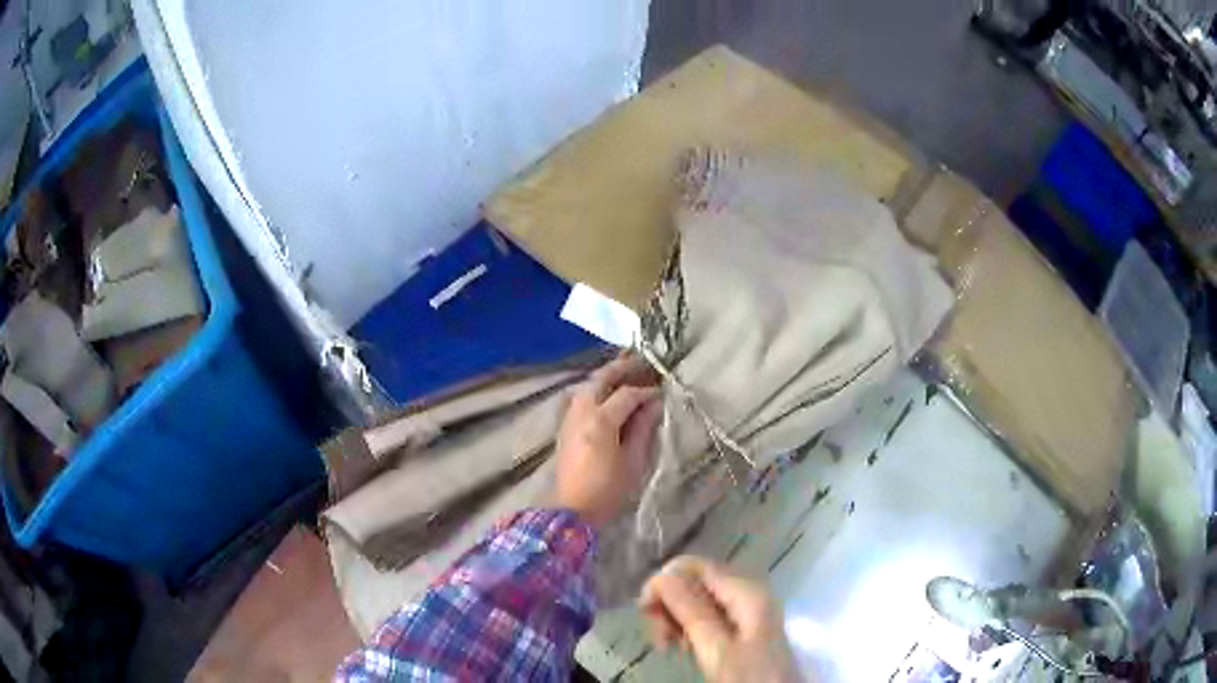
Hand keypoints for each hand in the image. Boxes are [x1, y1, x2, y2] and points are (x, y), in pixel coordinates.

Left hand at [555, 355, 662, 528]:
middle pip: (600, 380)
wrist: (572, 511)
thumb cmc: (607, 491)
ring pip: (587, 387)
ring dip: (607, 379)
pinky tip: (609, 397)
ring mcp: (569, 418)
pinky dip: (596, 391)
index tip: (663, 393)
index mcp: (600, 421)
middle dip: (621, 369)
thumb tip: (654, 405)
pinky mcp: (564, 428)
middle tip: (642, 363)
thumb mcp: (633, 462)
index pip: (627, 395)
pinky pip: (580, 399)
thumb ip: (643, 429)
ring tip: (627, 377)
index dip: (647, 391)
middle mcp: (581, 412)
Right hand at [640, 556, 802, 682]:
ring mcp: (747, 612)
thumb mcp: (716, 648)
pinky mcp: (743, 630)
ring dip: (676, 620)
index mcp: (746, 591)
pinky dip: (690, 630)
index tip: (644, 611)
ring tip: (668, 646)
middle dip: (670, 605)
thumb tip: (660, 575)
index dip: (665, 582)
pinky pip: (708, 619)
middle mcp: (748, 594)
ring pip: (699, 602)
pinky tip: (684, 648)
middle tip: (658, 637)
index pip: (696, 566)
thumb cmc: (748, 677)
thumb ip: (689, 610)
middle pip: (696, 583)